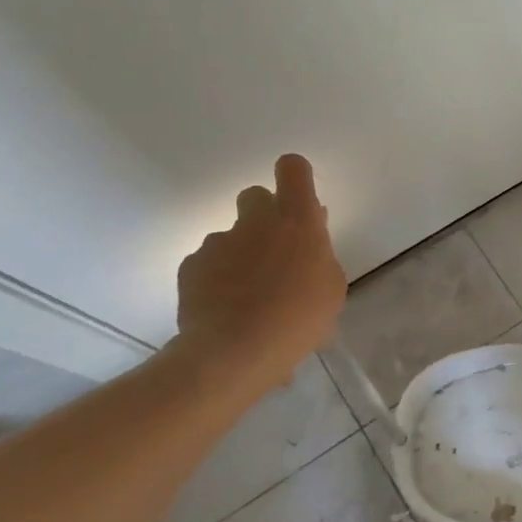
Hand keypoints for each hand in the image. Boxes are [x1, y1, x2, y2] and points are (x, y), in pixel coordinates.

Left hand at [176, 154, 346, 385]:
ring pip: (231, 236)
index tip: (298, 197)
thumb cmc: (299, 318)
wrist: (235, 352)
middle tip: (273, 251)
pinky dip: (217, 278)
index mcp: (298, 221)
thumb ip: (319, 253)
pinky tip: (226, 308)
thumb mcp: (330, 287)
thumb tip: (308, 236)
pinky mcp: (191, 265)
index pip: (293, 169)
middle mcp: (256, 221)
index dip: (294, 175)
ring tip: (249, 295)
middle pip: (255, 195)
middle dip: (263, 215)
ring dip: (240, 254)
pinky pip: (208, 263)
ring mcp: (219, 242)